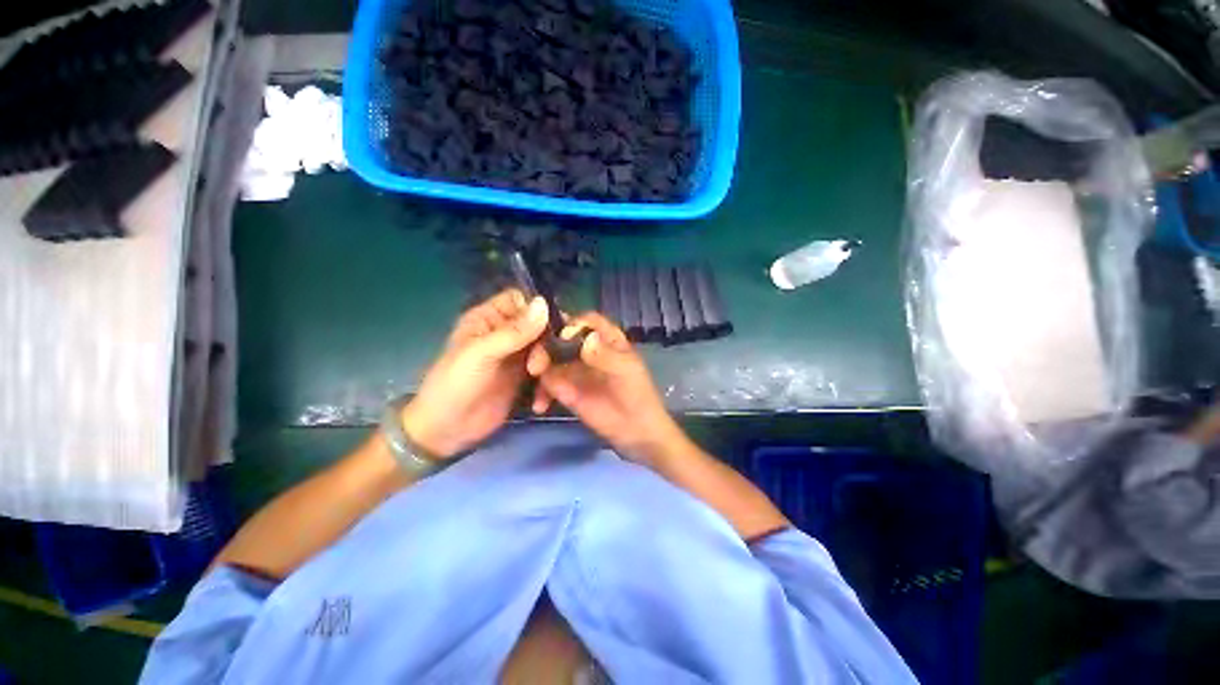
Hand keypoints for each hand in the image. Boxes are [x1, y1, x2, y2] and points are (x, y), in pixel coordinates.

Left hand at [402, 289, 548, 457]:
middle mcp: (506, 332)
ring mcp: (518, 355)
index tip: (553, 325)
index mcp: (490, 318)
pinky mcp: (526, 377)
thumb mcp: (481, 354)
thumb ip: (514, 331)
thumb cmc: (455, 383)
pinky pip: (547, 370)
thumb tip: (544, 304)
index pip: (521, 300)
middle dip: (547, 342)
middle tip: (539, 365)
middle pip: (540, 324)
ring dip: (549, 363)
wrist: (448, 430)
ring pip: (547, 347)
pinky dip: (548, 384)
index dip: (539, 308)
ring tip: (539, 380)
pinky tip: (539, 401)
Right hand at [527, 312, 685, 464]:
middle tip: (535, 365)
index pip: (586, 321)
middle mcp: (587, 350)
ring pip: (549, 358)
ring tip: (537, 386)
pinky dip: (540, 392)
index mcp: (606, 340)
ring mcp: (575, 370)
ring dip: (537, 367)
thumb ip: (607, 357)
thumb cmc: (638, 397)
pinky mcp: (567, 390)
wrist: (637, 434)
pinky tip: (541, 406)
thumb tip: (586, 341)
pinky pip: (547, 384)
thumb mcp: (626, 373)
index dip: (573, 323)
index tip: (561, 337)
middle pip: (560, 336)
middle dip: (544, 345)